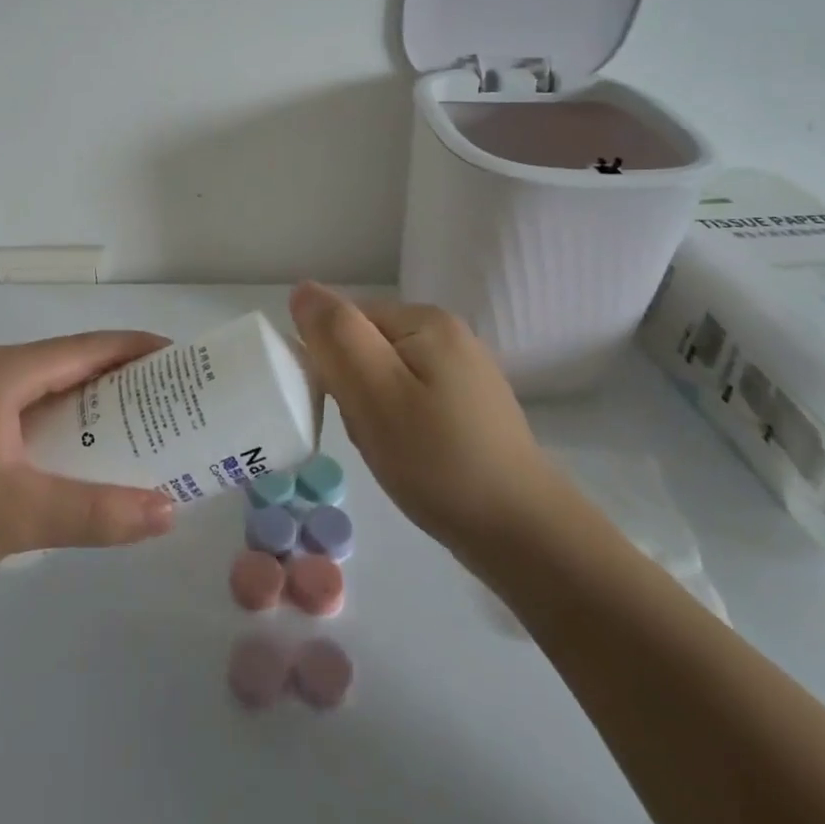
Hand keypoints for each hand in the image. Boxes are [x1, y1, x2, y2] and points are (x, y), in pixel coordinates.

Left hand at [0, 332, 176, 603]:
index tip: (178, 360)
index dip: (136, 350)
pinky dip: (42, 419)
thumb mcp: (19, 517)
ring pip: (32, 386)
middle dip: (112, 381)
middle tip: (159, 405)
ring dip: (76, 402)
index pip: (86, 347)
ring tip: (118, 431)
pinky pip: (6, 404)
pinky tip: (53, 454)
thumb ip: (98, 514)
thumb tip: (168, 513)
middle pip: (61, 363)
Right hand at [288, 283, 554, 550]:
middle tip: (370, 434)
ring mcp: (464, 373)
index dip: (332, 364)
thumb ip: (336, 336)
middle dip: (354, 390)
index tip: (346, 407)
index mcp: (426, 320)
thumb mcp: (374, 393)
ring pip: (386, 379)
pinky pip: (412, 401)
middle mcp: (449, 335)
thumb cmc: (437, 459)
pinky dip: (400, 427)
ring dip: (374, 411)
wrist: (522, 533)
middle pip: (367, 348)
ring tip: (390, 451)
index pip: (348, 321)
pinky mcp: (471, 408)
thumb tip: (303, 289)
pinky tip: (412, 458)